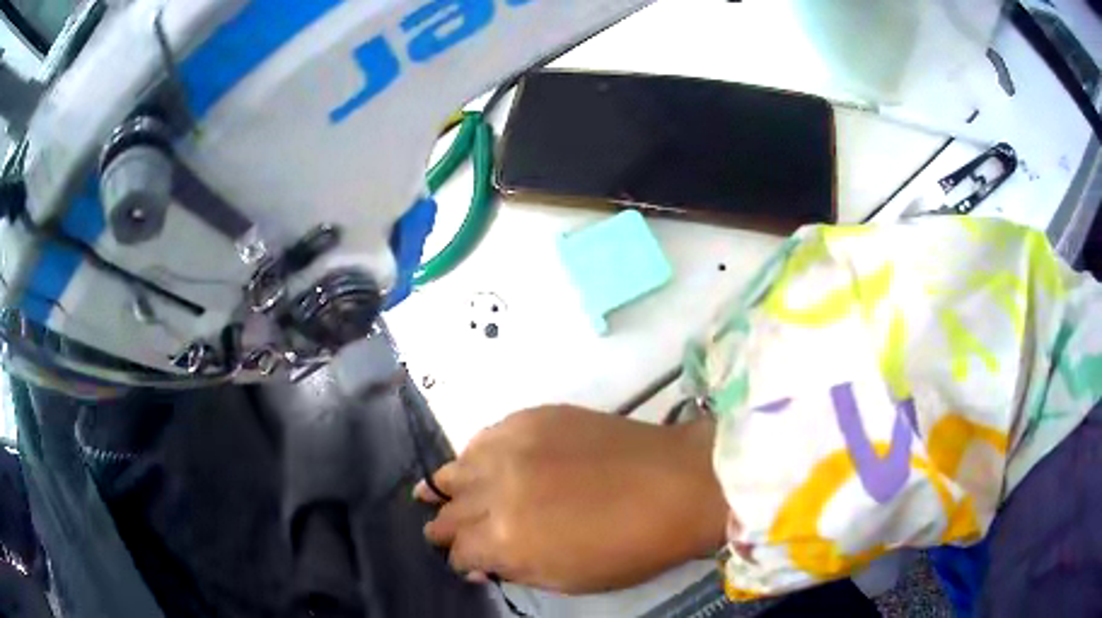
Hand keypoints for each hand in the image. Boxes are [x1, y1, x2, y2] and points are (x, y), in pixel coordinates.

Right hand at [414, 406, 727, 593]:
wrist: (678, 484)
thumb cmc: (630, 547)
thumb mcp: (567, 579)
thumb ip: (513, 568)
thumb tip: (479, 561)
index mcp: (504, 538)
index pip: (458, 549)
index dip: (460, 558)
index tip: (468, 561)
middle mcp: (495, 489)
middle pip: (450, 509)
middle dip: (445, 525)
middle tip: (446, 531)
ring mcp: (511, 448)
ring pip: (457, 468)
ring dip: (451, 487)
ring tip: (443, 492)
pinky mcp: (531, 418)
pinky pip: (485, 436)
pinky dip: (478, 455)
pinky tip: (484, 463)